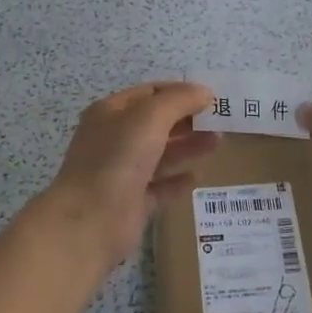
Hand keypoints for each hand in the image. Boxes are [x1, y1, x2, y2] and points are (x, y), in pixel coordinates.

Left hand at [41, 82, 217, 272]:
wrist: (90, 221)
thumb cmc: (118, 159)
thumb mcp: (150, 117)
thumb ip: (180, 100)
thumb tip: (206, 93)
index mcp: (110, 113)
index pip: (150, 93)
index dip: (180, 92)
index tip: (211, 98)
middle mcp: (114, 140)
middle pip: (157, 123)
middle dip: (188, 119)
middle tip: (221, 122)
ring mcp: (122, 173)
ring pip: (161, 154)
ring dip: (188, 146)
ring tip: (218, 142)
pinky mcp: (132, 203)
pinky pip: (160, 187)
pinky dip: (178, 180)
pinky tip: (198, 176)